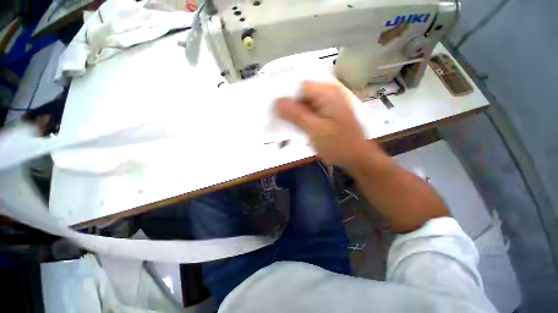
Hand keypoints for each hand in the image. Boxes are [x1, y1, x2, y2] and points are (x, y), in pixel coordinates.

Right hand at [275, 82, 383, 169]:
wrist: (357, 157)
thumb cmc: (339, 145)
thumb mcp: (315, 130)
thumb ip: (296, 115)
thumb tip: (276, 102)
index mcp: (327, 92)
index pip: (298, 86)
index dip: (283, 95)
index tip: (270, 106)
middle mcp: (327, 94)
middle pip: (300, 95)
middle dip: (286, 106)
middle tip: (272, 117)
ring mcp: (327, 104)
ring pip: (303, 105)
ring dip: (291, 115)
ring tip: (279, 124)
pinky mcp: (325, 114)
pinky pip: (308, 113)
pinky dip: (299, 120)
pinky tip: (291, 127)